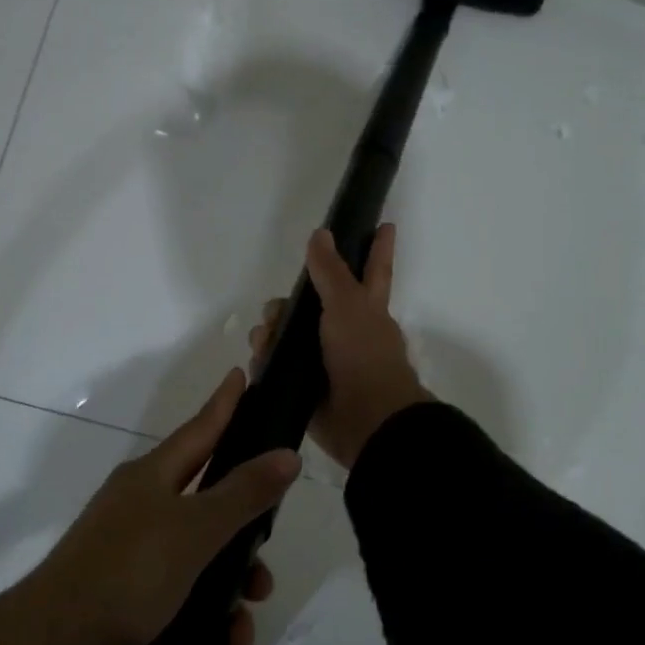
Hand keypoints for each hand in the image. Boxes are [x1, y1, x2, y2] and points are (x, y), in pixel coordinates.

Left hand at [0, 369, 294, 644]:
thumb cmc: (125, 575)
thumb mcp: (193, 532)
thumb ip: (244, 494)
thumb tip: (287, 454)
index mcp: (152, 478)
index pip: (201, 429)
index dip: (225, 404)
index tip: (243, 373)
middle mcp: (142, 508)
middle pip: (210, 509)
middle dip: (244, 545)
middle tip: (264, 574)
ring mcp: (131, 555)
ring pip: (199, 564)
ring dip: (227, 599)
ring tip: (237, 636)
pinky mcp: (125, 600)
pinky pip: (179, 604)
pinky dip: (201, 628)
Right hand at [250, 224, 431, 473]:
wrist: (366, 420)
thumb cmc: (364, 355)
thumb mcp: (347, 305)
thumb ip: (330, 271)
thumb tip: (320, 233)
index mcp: (367, 308)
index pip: (374, 268)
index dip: (378, 247)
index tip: (385, 224)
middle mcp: (347, 330)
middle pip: (313, 303)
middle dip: (289, 302)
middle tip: (277, 308)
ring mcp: (326, 360)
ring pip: (290, 334)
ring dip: (272, 332)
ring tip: (264, 340)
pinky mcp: (306, 386)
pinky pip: (278, 366)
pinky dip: (266, 360)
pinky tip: (260, 359)